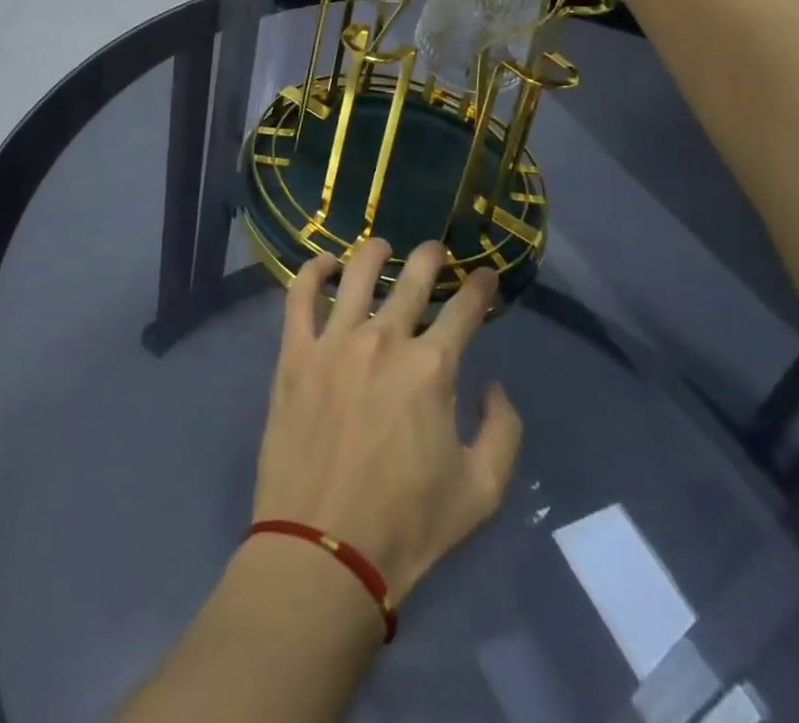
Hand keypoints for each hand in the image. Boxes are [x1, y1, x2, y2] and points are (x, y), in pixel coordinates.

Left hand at [251, 240, 522, 605]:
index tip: (485, 276)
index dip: (480, 287)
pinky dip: (313, 270)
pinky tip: (324, 263)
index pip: (465, 309)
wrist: (323, 552)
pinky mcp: (295, 354)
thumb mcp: (482, 490)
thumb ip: (503, 430)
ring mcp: (335, 342)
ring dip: (375, 253)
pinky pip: (300, 296)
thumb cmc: (408, 526)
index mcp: (432, 367)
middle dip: (431, 258)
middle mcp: (385, 340)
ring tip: (381, 246)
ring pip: (358, 274)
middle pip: (413, 279)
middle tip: (435, 250)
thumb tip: (492, 385)